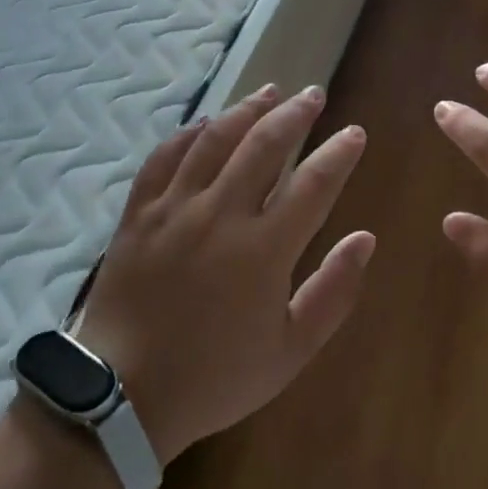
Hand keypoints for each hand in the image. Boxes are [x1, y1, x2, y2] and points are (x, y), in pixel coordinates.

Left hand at [75, 84, 374, 464]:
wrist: (122, 397)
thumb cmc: (214, 377)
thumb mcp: (290, 351)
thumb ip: (333, 292)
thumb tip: (365, 238)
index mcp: (263, 250)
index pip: (313, 184)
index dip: (338, 154)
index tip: (354, 133)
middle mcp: (219, 215)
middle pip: (263, 145)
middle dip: (294, 114)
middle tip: (314, 95)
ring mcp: (173, 208)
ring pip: (215, 140)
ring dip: (246, 110)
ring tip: (269, 91)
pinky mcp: (138, 213)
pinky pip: (164, 157)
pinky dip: (188, 134)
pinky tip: (205, 122)